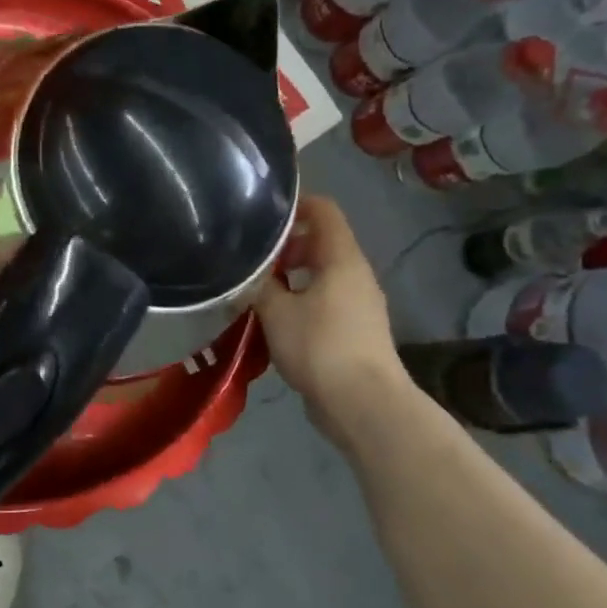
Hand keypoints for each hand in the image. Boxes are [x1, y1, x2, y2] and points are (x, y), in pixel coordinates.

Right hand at [254, 195, 407, 443]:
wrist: (362, 403)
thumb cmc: (319, 346)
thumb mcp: (276, 311)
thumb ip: (257, 285)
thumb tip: (244, 273)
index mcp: (341, 259)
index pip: (324, 210)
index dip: (294, 203)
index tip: (261, 212)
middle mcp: (354, 275)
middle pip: (320, 242)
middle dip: (284, 245)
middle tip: (250, 258)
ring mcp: (357, 304)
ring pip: (320, 274)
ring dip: (289, 277)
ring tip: (255, 290)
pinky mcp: (353, 330)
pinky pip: (322, 301)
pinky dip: (298, 300)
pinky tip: (272, 320)